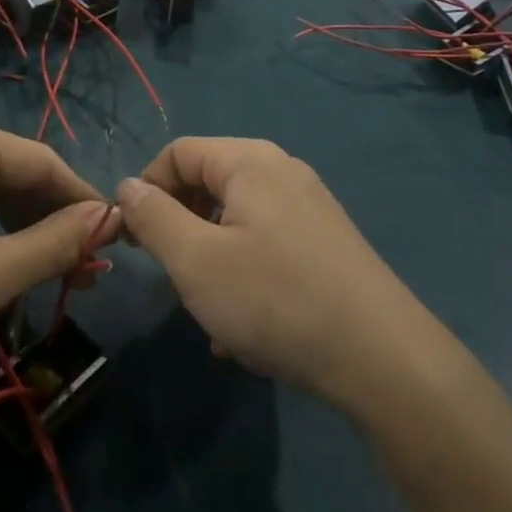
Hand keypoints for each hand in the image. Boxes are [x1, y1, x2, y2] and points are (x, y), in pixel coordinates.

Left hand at [0, 113, 116, 381]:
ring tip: (53, 273)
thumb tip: (109, 218)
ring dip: (23, 226)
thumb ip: (57, 243)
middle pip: (17, 171)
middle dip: (52, 221)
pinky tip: (5, 259)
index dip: (83, 203)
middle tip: (85, 271)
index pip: (43, 163)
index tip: (115, 242)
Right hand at [116, 139, 428, 411]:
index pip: (178, 153)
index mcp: (249, 161)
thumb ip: (154, 217)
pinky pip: (265, 244)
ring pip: (235, 220)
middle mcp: (282, 171)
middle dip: (179, 227)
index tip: (133, 240)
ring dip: (209, 258)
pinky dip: (243, 273)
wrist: (383, 358)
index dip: (146, 189)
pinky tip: (242, 328)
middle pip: (208, 183)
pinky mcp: (326, 243)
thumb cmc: (275, 299)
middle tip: (170, 275)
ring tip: (207, 310)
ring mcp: (309, 207)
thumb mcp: (196, 260)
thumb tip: (128, 186)